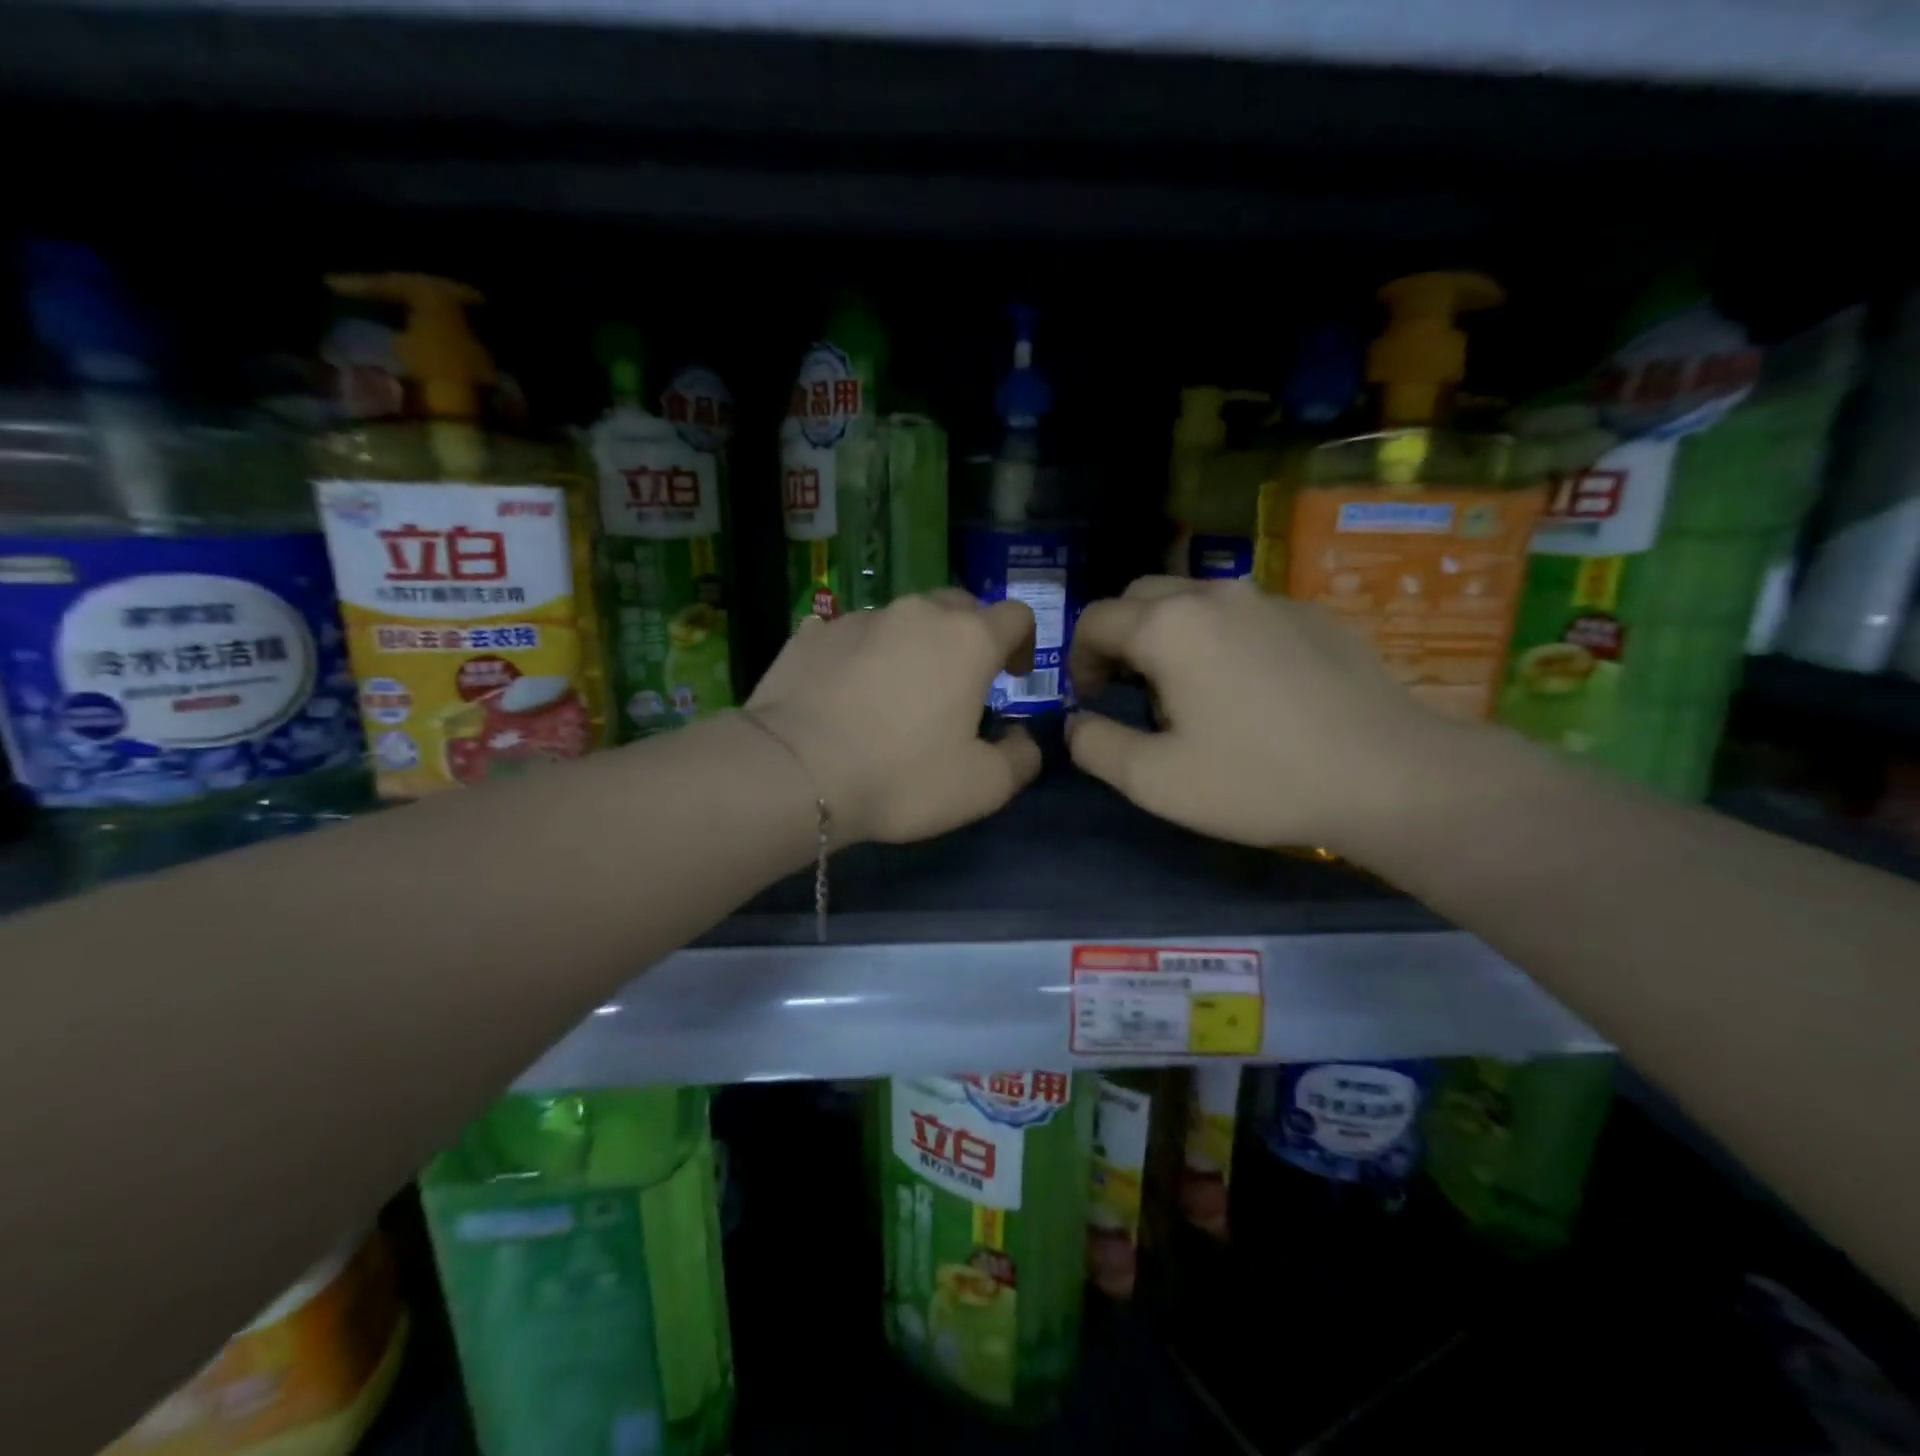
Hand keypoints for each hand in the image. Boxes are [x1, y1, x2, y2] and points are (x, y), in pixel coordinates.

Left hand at [746, 591, 1042, 845]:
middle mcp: (916, 613)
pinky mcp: (811, 634)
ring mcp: (859, 618)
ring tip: (896, 693)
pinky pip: (851, 636)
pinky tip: (846, 694)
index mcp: (968, 640)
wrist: (795, 772)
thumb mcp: (983, 787)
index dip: (1023, 642)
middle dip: (969, 637)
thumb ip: (1021, 758)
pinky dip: (862, 656)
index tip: (1013, 676)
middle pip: (958, 607)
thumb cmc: (901, 777)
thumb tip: (1023, 739)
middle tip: (958, 683)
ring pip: (902, 620)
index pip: (1015, 615)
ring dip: (912, 646)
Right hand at [1066, 576, 1450, 852]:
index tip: (1092, 700)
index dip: (1079, 660)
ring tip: (1188, 688)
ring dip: (1169, 633)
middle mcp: (1214, 594)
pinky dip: (1220, 636)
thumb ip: (1095, 746)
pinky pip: (1242, 612)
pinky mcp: (1310, 613)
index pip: (1095, 620)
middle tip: (1130, 690)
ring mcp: (1268, 598)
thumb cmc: (1260, 779)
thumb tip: (1076, 722)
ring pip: (1193, 598)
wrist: (1389, 776)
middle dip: (1121, 637)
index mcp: (1169, 627)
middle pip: (1140, 596)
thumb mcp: (1156, 781)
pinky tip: (1247, 686)